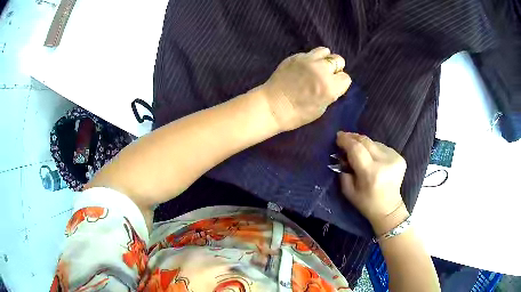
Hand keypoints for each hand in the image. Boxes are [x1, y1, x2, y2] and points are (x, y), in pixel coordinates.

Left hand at [260, 47, 351, 131]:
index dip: (340, 83)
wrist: (273, 105)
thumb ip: (331, 92)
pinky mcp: (295, 56)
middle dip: (335, 68)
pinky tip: (303, 68)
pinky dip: (311, 59)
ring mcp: (308, 60)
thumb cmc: (298, 113)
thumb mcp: (322, 108)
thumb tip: (334, 83)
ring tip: (317, 68)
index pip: (346, 78)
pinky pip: (310, 53)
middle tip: (326, 76)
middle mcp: (321, 70)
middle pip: (338, 60)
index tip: (334, 87)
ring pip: (325, 51)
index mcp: (330, 86)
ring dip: (324, 59)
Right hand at [336, 132, 408, 235]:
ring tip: (357, 149)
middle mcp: (385, 163)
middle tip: (344, 137)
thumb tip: (343, 153)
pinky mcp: (400, 157)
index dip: (346, 140)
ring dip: (364, 144)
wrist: (389, 208)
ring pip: (374, 142)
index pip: (356, 149)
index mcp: (371, 173)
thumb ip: (344, 170)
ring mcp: (395, 158)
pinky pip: (382, 147)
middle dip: (353, 137)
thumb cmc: (366, 203)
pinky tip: (371, 156)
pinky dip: (374, 149)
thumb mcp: (348, 191)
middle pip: (366, 141)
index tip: (338, 136)